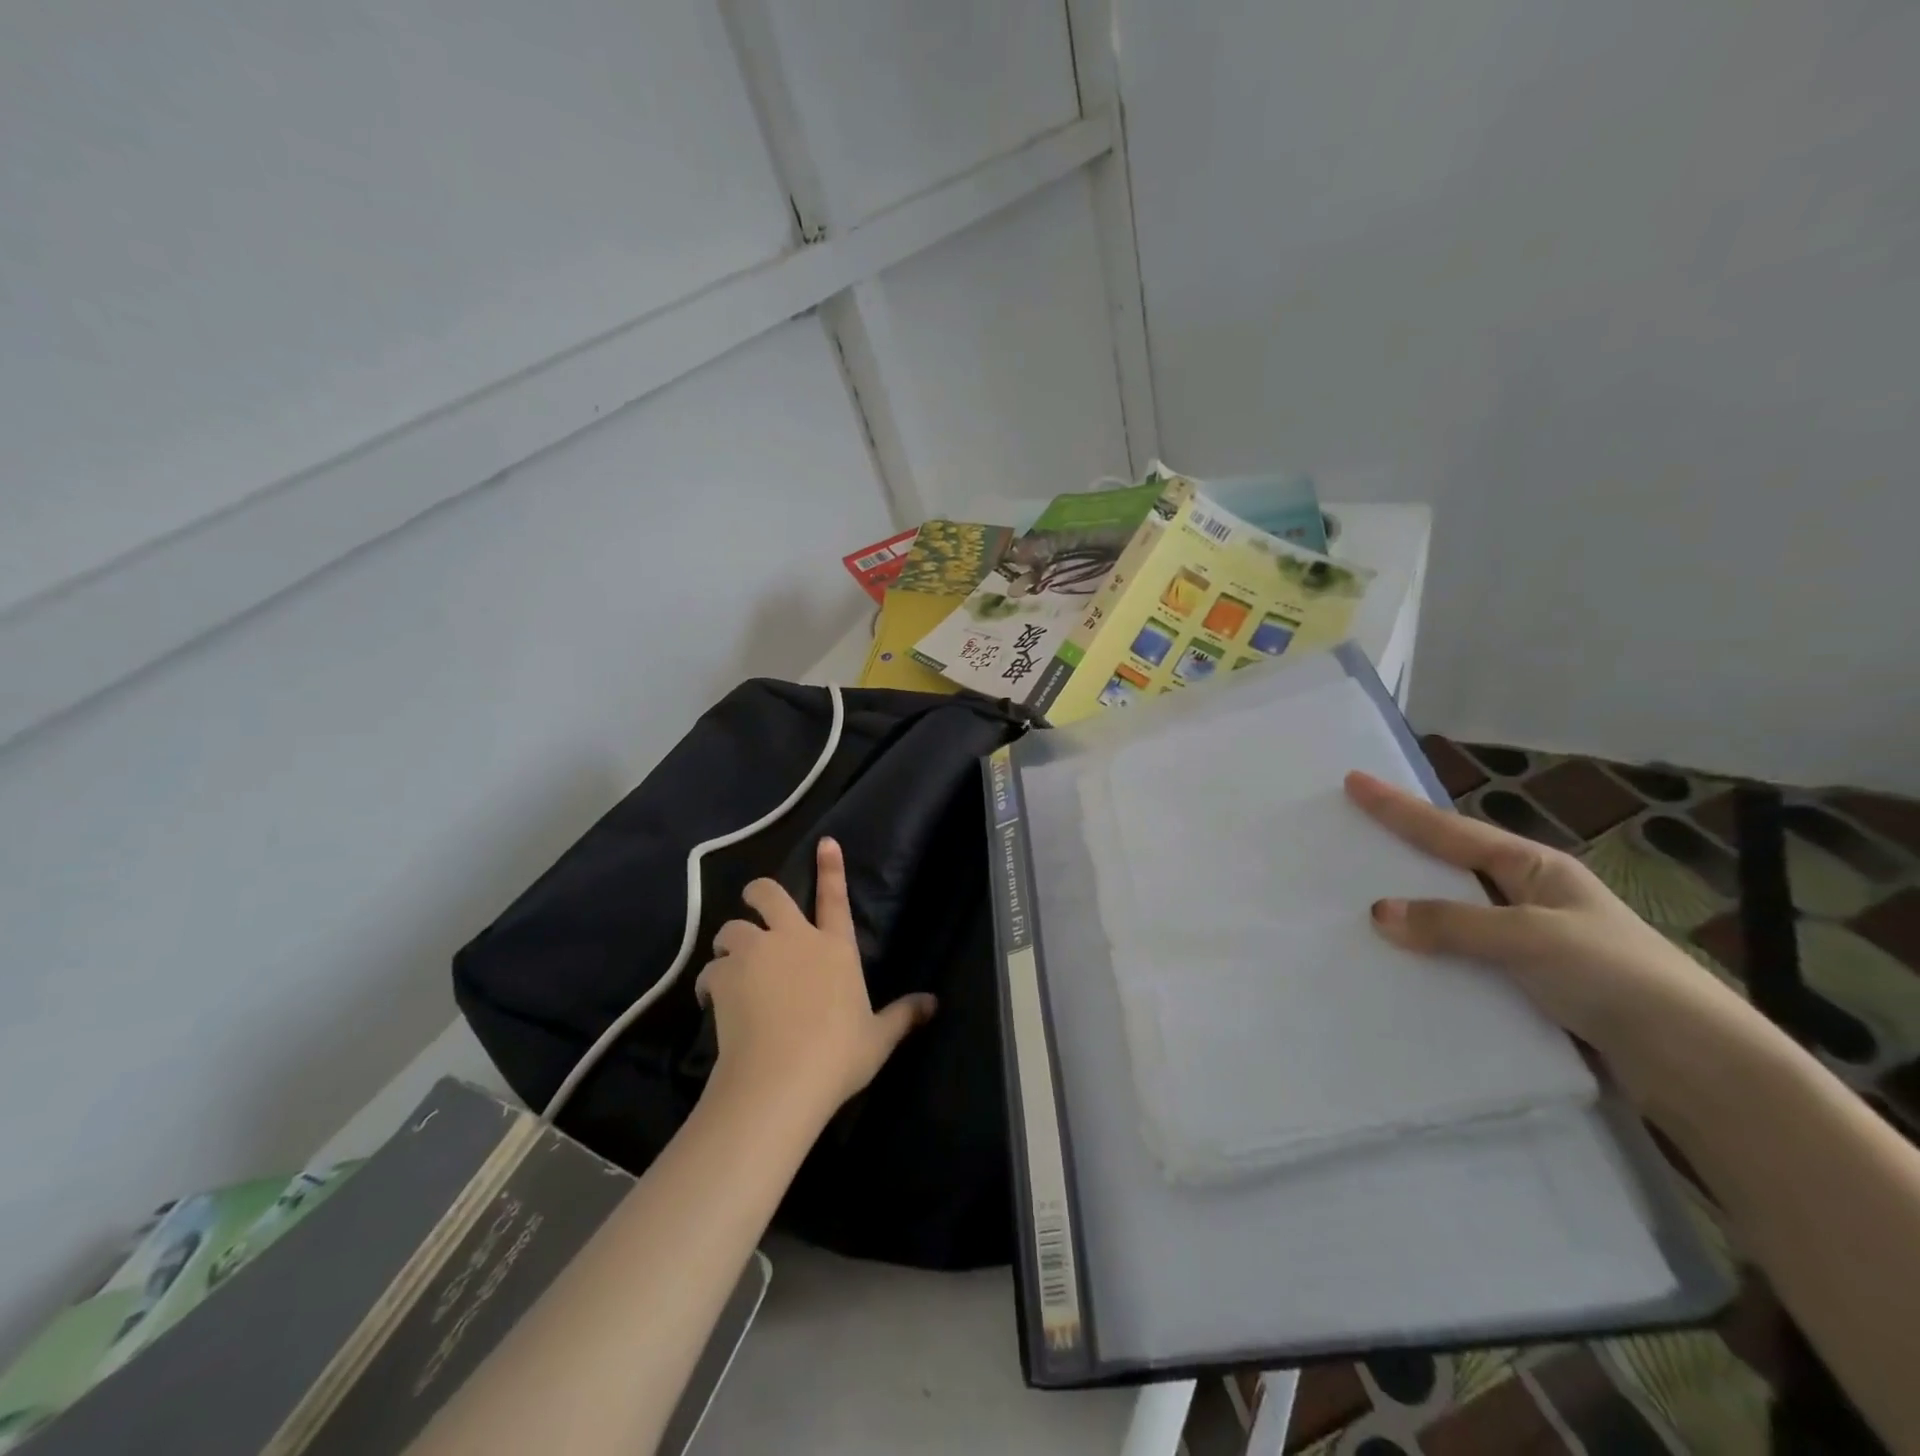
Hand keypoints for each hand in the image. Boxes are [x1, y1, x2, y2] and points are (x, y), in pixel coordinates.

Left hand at [697, 838, 936, 1121]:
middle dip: (757, 893)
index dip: (831, 867)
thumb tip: (934, 1004)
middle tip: (754, 904)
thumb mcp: (877, 1039)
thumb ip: (903, 1015)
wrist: (780, 1080)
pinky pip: (711, 968)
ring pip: (732, 927)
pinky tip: (711, 998)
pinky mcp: (725, 976)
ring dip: (730, 940)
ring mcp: (756, 954)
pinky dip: (710, 980)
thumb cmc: (837, 1056)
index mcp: (835, 947)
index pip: (835, 897)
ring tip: (729, 962)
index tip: (825, 841)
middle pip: (768, 894)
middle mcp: (794, 938)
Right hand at [1343, 770, 1757, 1073]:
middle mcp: (1529, 898)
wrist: (1697, 1067)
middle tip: (1351, 830)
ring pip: (1451, 915)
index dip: (1399, 807)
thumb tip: (1378, 912)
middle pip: (1449, 865)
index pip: (1450, 831)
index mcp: (1537, 869)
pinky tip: (1397, 962)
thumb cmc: (1619, 979)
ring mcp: (1528, 943)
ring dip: (1409, 908)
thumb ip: (1454, 923)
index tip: (1354, 781)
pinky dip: (1426, 954)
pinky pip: (1459, 958)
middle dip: (1401, 847)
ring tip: (1356, 898)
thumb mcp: (1532, 939)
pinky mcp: (1525, 987)